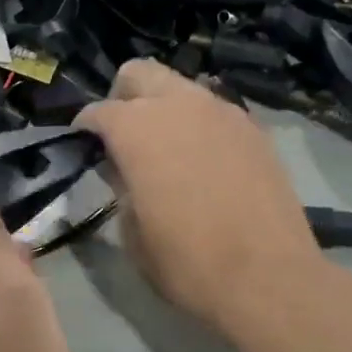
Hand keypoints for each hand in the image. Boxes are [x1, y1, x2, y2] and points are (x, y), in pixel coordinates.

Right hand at [77, 60, 322, 339]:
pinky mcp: (253, 129)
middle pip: (139, 73)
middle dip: (124, 98)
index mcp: (137, 128)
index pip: (98, 111)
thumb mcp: (132, 233)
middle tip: (123, 137)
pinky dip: (199, 125)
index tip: (83, 147)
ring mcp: (222, 111)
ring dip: (165, 108)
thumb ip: (121, 187)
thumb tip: (124, 169)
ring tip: (166, 149)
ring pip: (181, 87)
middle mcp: (179, 105)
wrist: (269, 278)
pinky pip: (214, 110)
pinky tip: (203, 161)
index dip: (84, 128)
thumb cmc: (187, 262)